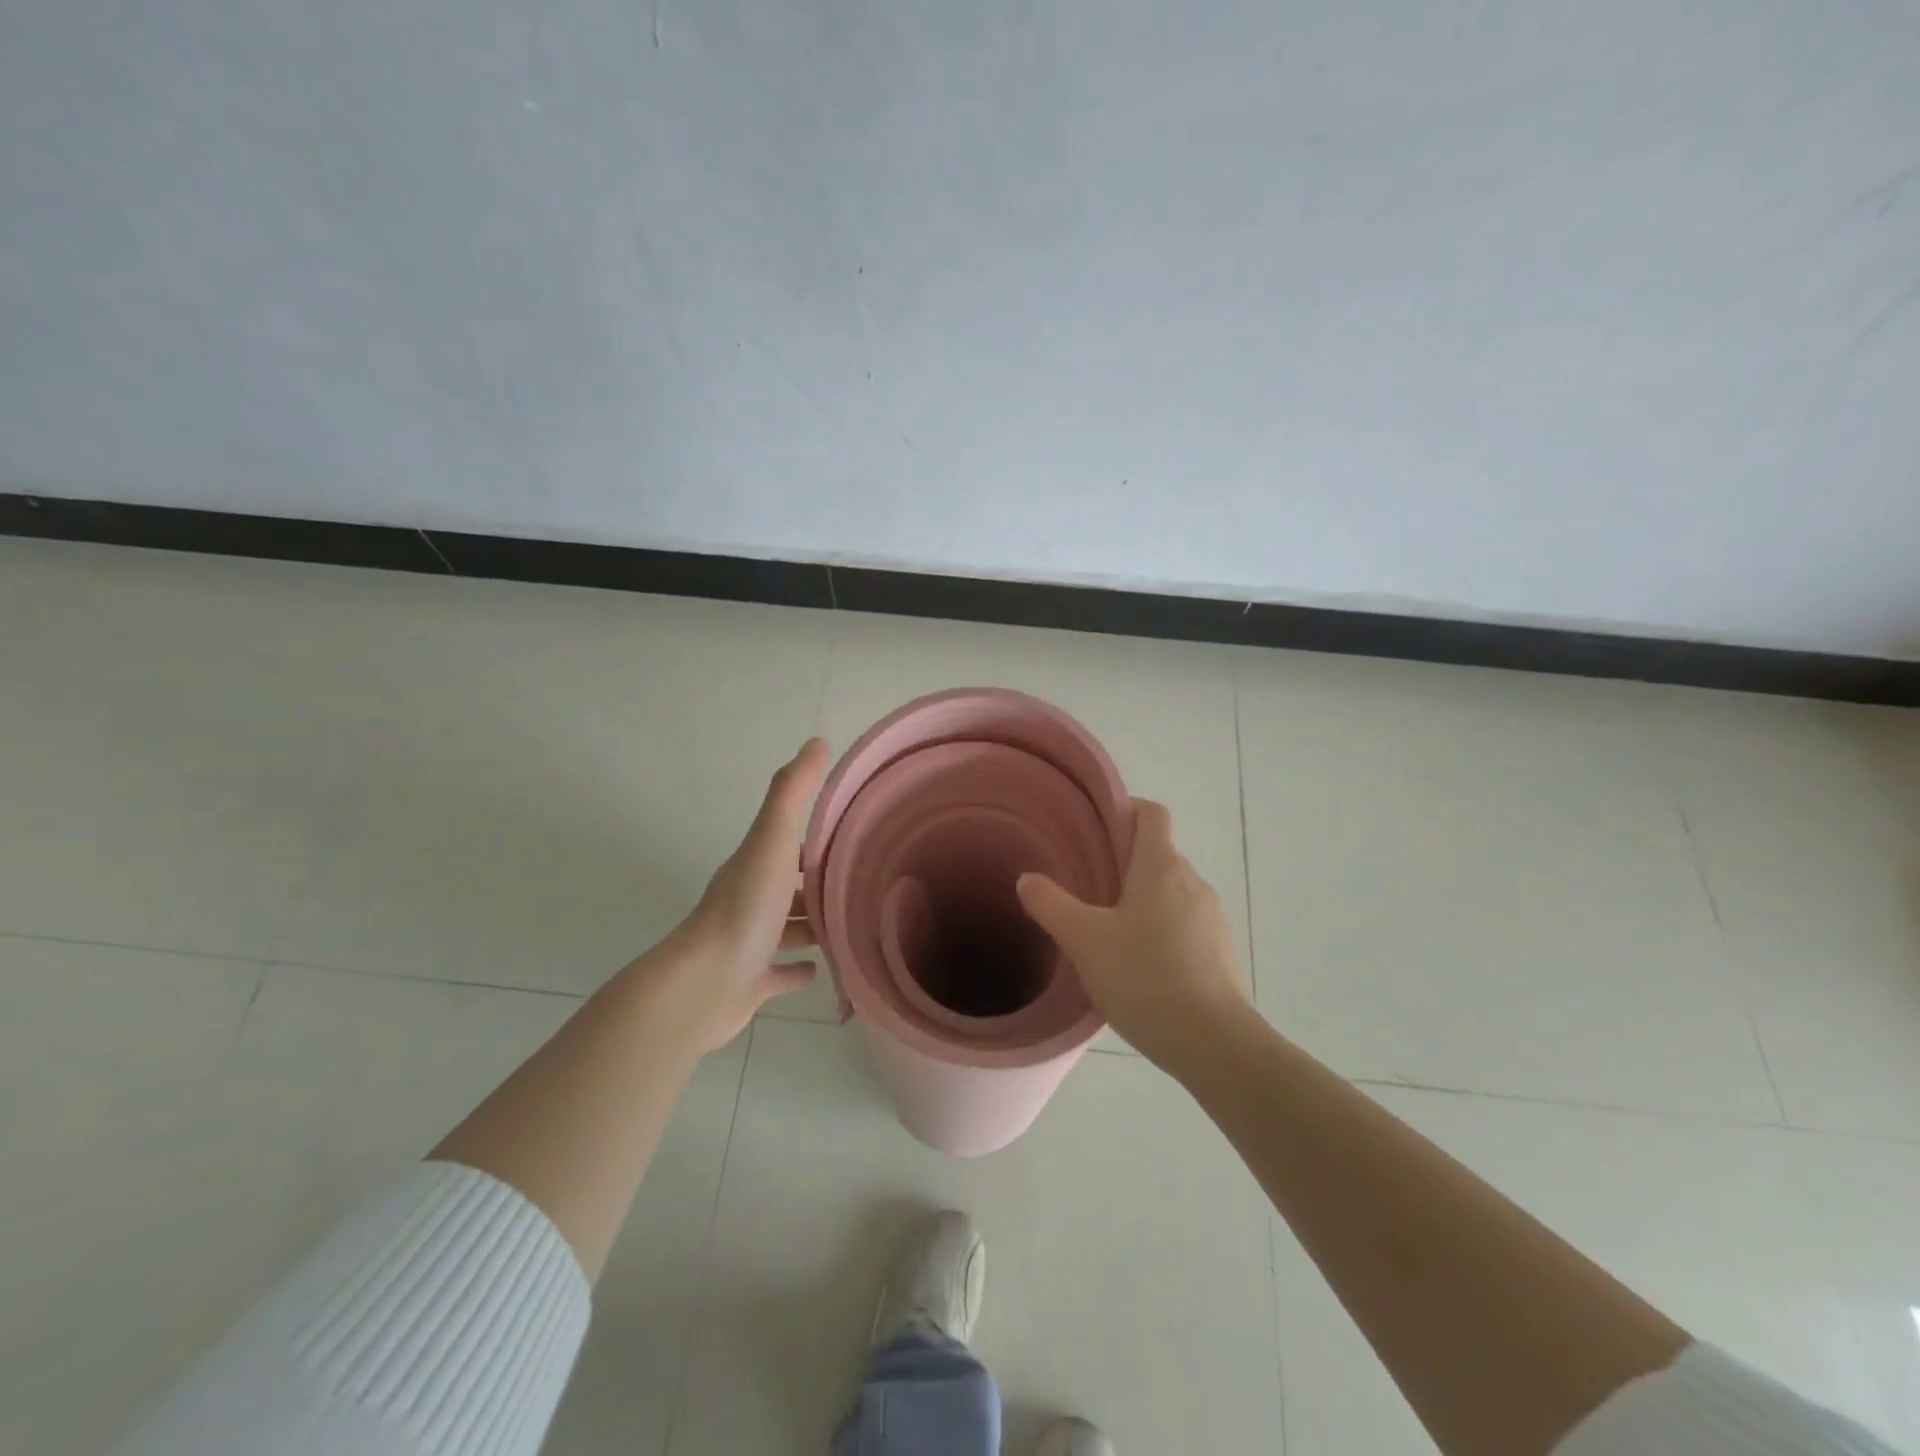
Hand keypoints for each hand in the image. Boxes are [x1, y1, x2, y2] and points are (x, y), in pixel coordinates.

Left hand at [650, 738, 828, 1050]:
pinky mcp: (750, 984)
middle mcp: (749, 902)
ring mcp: (748, 945)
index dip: (816, 840)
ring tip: (848, 923)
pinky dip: (797, 970)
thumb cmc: (744, 910)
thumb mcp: (771, 842)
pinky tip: (820, 970)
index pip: (788, 845)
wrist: (703, 986)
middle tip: (860, 885)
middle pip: (789, 887)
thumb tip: (815, 741)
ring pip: (786, 929)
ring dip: (811, 925)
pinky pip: (778, 973)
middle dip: (818, 884)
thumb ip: (792, 794)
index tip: (852, 838)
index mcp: (754, 867)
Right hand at [1016, 798, 1251, 1069]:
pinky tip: (1141, 966)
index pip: (1152, 813)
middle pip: (1159, 854)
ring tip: (1110, 931)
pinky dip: (1163, 932)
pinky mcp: (1222, 953)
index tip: (1096, 830)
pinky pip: (1187, 926)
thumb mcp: (1085, 940)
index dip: (1126, 811)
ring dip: (1144, 901)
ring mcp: (1213, 919)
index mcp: (1162, 868)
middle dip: (1125, 863)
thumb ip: (1051, 904)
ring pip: (1172, 893)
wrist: (1214, 1044)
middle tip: (1088, 887)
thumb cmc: (1145, 978)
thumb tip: (1027, 878)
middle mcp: (1193, 883)